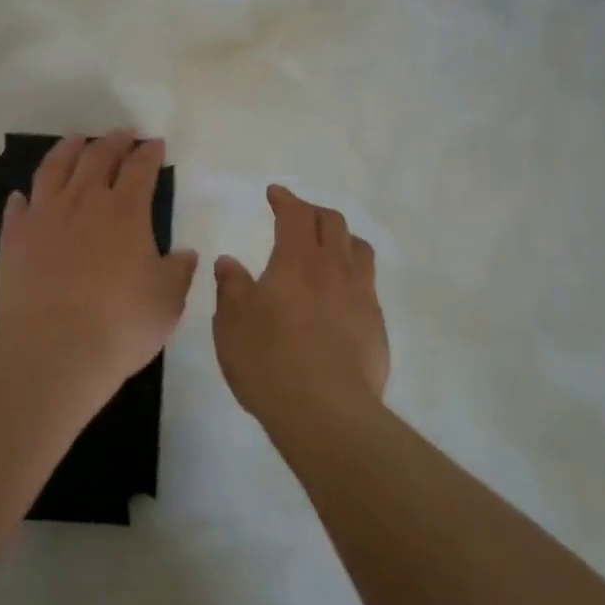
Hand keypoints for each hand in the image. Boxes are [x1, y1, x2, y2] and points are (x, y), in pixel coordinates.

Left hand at [0, 131, 198, 394]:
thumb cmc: (121, 325)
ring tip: (76, 140)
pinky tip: (23, 194)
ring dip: (68, 150)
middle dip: (113, 141)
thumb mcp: (167, 301)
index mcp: (126, 213)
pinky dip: (24, 197)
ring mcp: (44, 217)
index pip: (140, 170)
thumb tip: (185, 253)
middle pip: (97, 158)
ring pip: (54, 169)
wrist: (54, 349)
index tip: (155, 144)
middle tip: (121, 133)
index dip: (149, 154)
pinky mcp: (14, 239)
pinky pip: (17, 208)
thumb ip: (178, 271)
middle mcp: (84, 203)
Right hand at [212, 184, 389, 427]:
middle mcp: (334, 269)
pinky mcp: (376, 325)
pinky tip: (340, 293)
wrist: (327, 412)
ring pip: (359, 249)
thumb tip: (229, 262)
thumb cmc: (269, 361)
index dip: (285, 199)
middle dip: (313, 212)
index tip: (275, 193)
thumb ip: (231, 287)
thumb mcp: (232, 324)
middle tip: (297, 216)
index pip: (295, 215)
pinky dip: (352, 273)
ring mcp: (361, 296)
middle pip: (333, 223)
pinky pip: (367, 283)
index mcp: (297, 261)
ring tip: (327, 246)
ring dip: (341, 237)